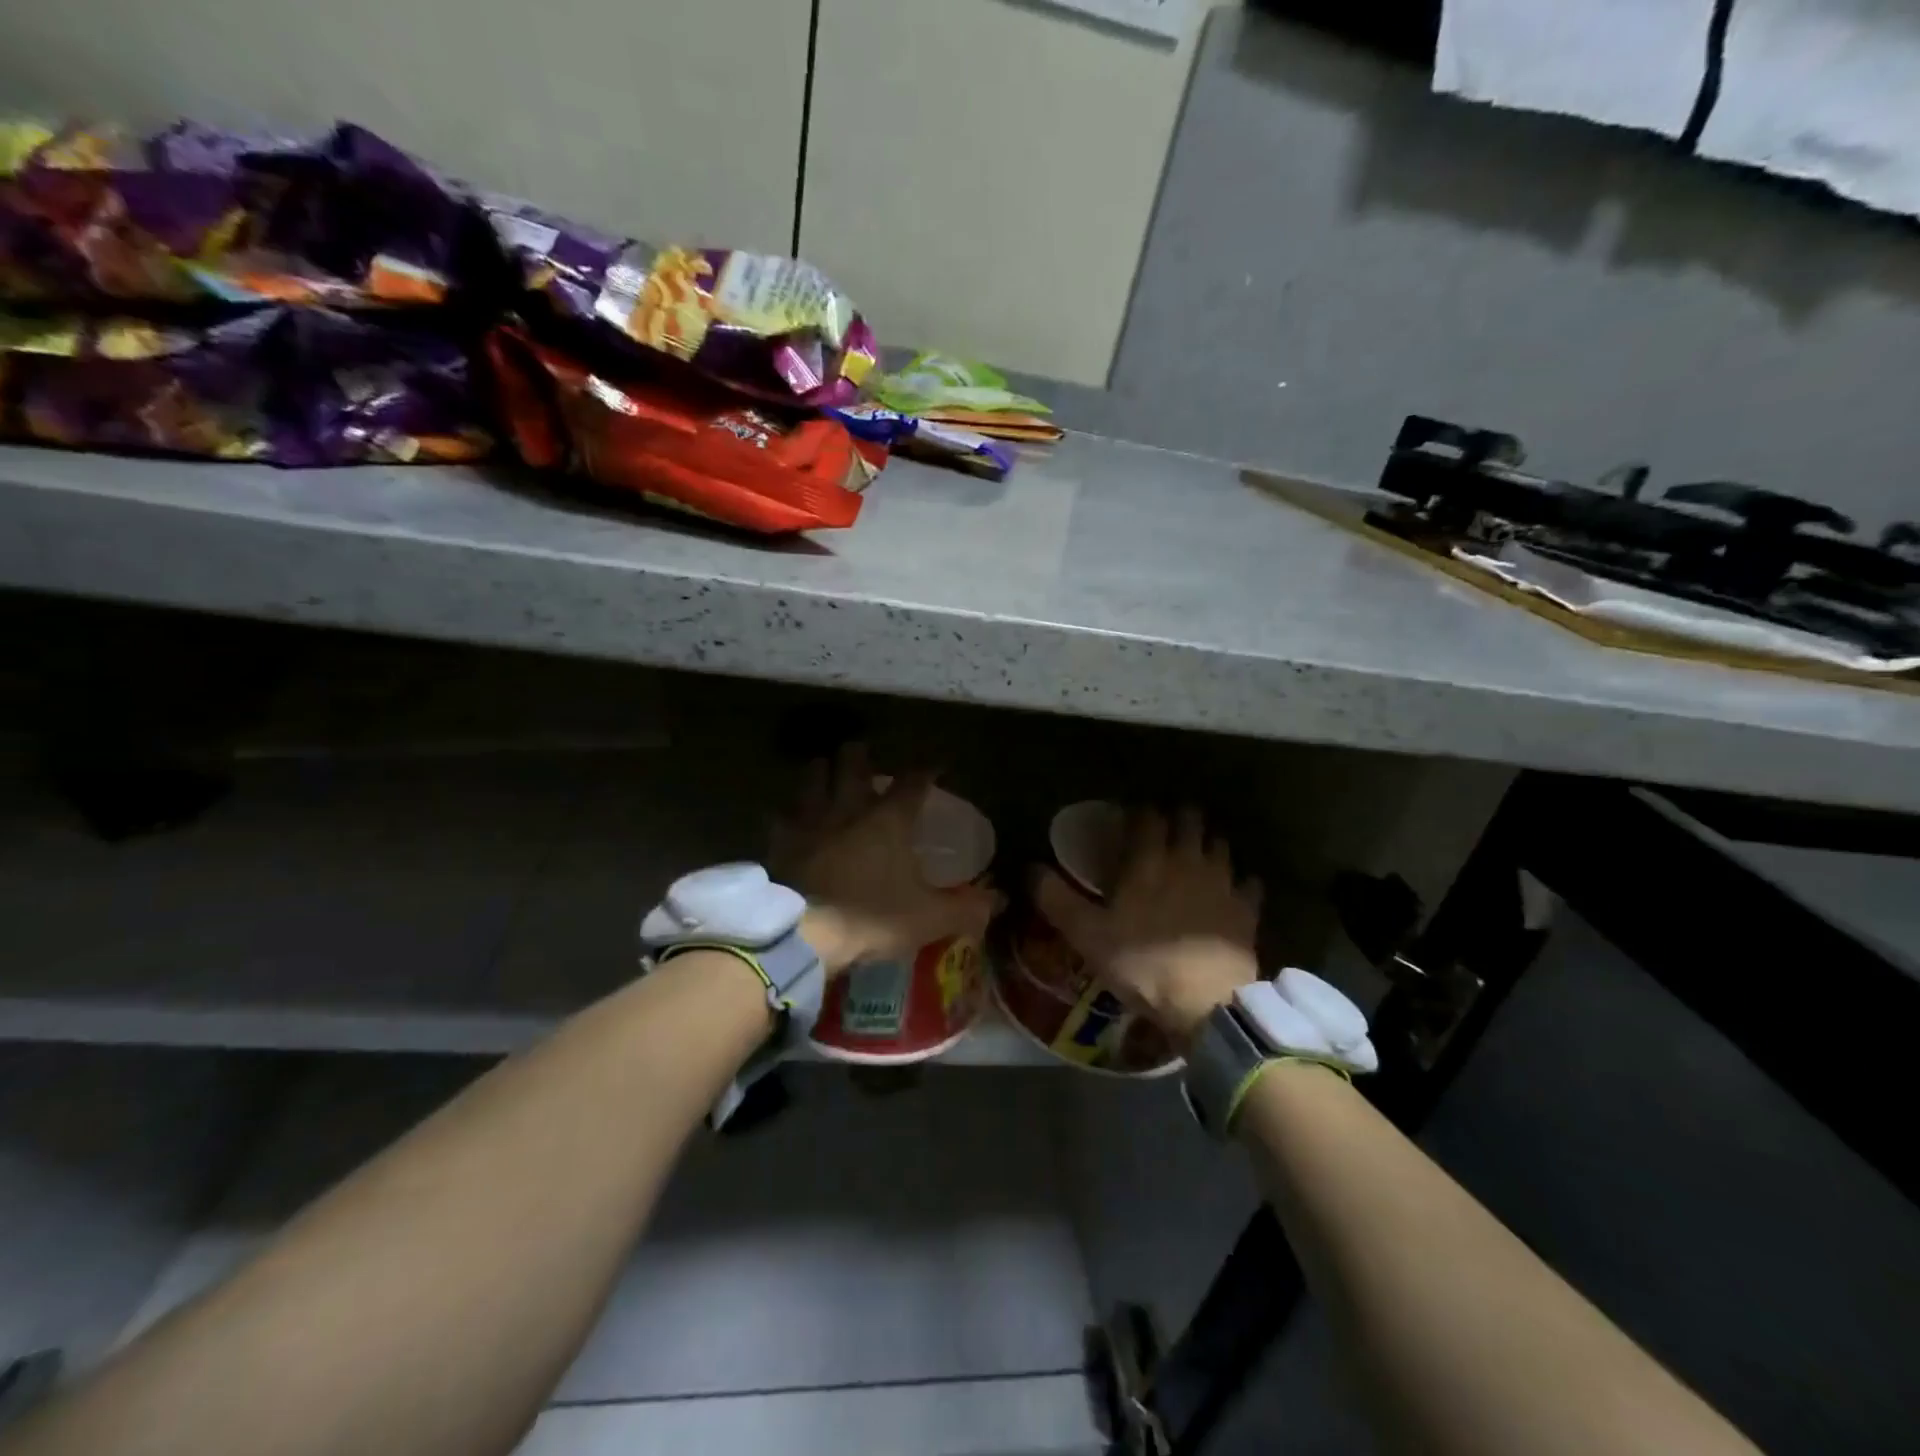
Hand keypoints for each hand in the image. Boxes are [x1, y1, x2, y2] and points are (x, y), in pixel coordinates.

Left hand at [774, 743, 998, 975]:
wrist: (804, 934)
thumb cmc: (872, 918)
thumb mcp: (928, 918)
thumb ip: (965, 907)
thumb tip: (1000, 900)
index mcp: (889, 819)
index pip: (913, 781)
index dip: (927, 769)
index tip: (937, 764)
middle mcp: (849, 808)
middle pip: (853, 764)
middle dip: (860, 753)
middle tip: (864, 752)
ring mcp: (810, 821)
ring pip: (813, 779)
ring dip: (821, 770)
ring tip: (824, 768)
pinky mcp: (781, 841)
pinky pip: (781, 816)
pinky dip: (787, 812)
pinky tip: (787, 815)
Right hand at [1033, 807, 1261, 1043]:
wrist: (1204, 1003)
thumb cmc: (1140, 964)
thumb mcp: (1086, 934)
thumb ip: (1056, 898)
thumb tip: (1030, 868)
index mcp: (1149, 862)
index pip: (1147, 818)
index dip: (1140, 812)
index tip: (1131, 816)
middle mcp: (1189, 861)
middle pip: (1190, 822)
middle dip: (1178, 818)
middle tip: (1167, 826)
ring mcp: (1223, 883)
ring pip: (1220, 846)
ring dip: (1208, 843)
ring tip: (1198, 852)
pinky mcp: (1246, 910)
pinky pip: (1249, 885)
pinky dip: (1240, 883)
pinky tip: (1234, 890)